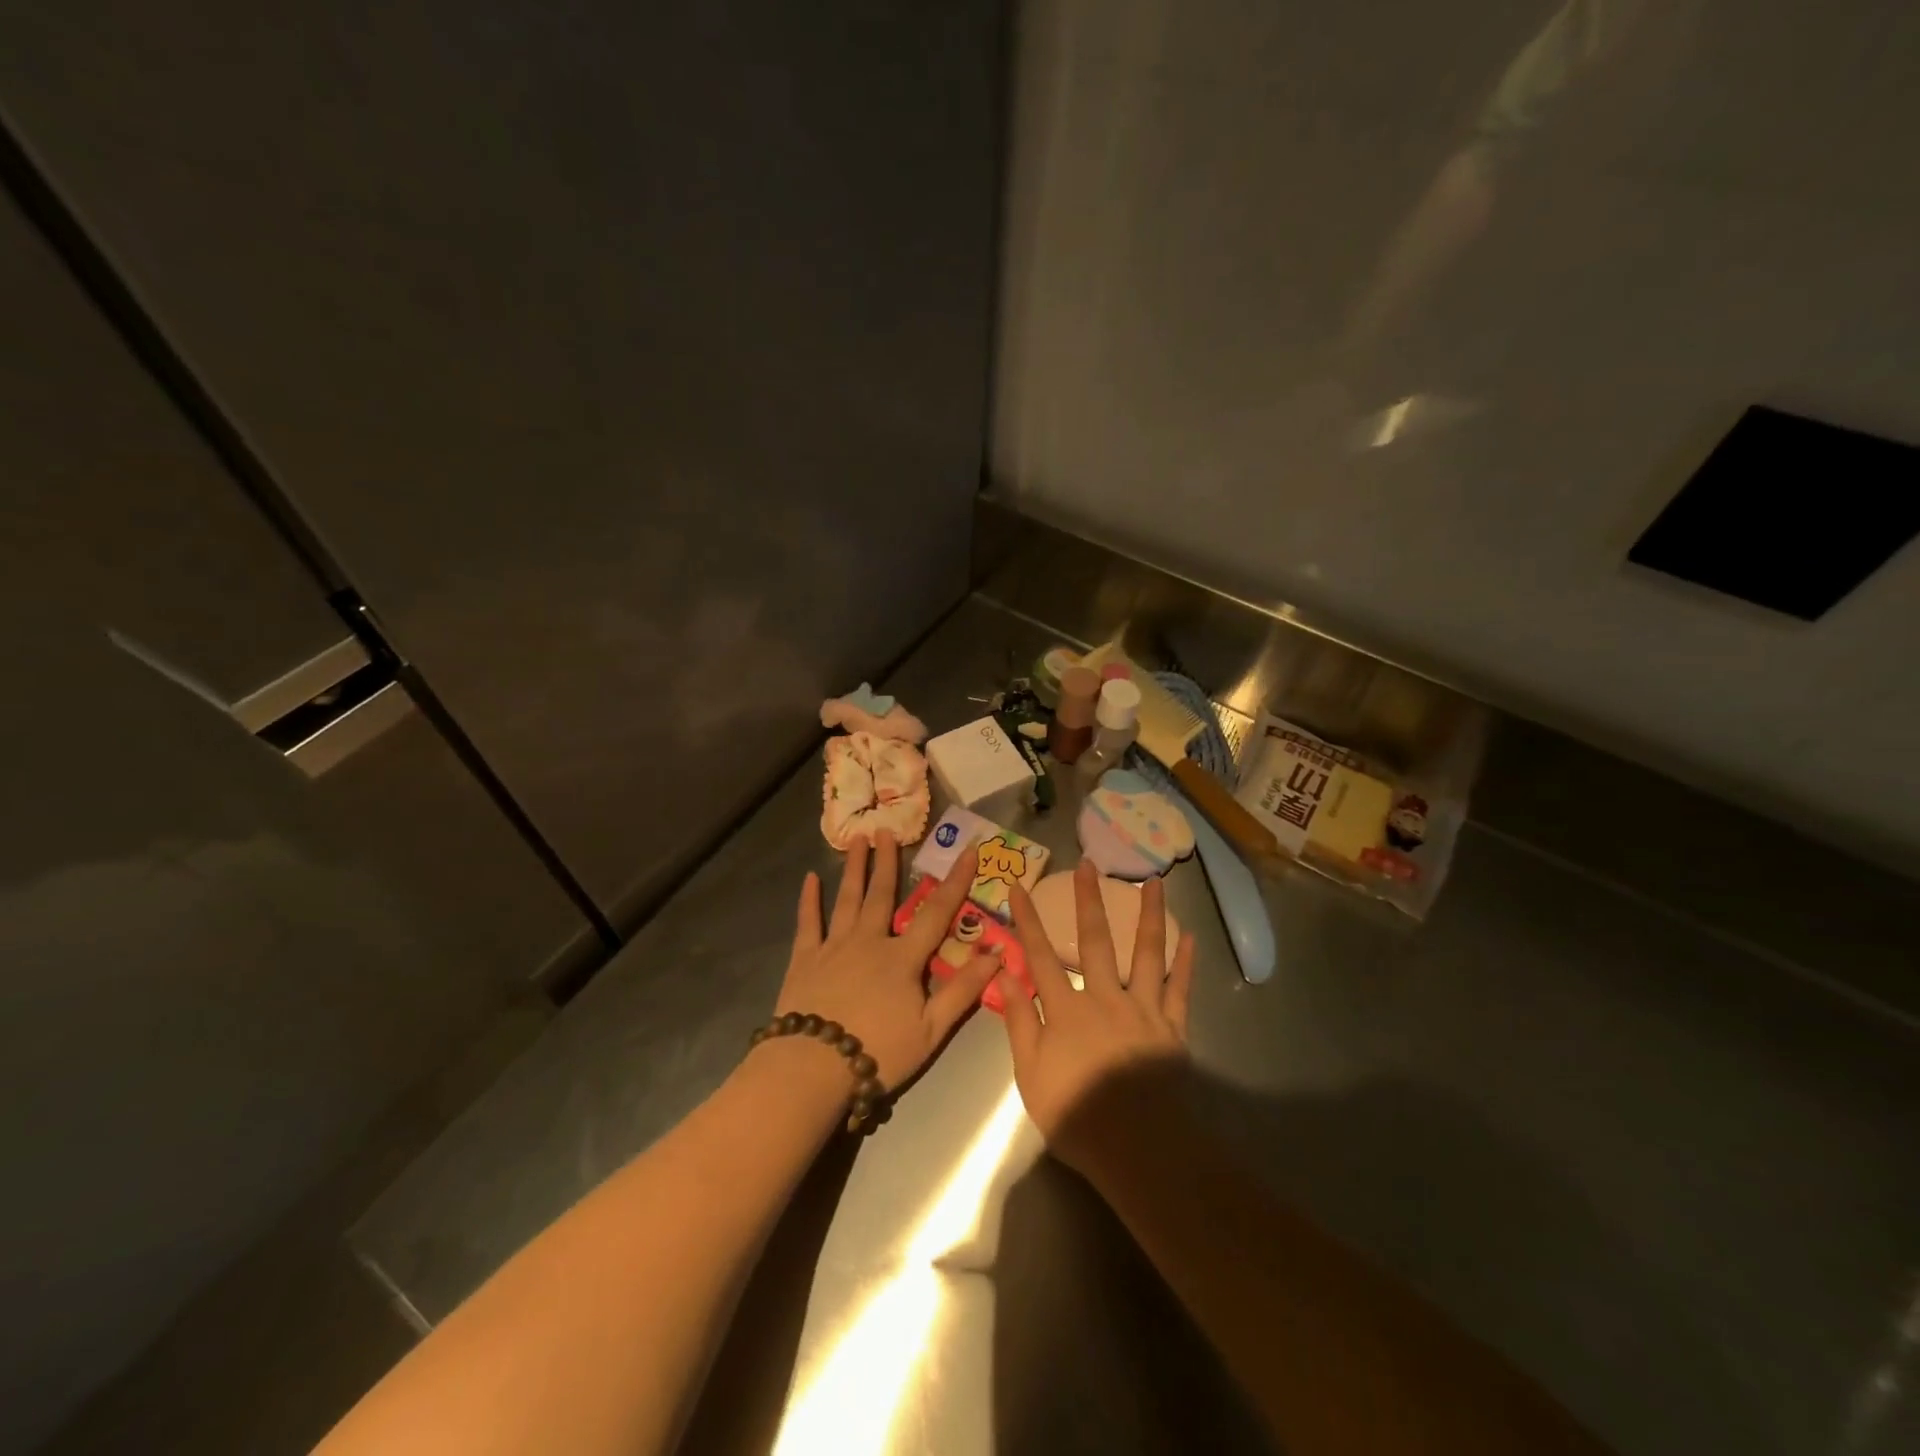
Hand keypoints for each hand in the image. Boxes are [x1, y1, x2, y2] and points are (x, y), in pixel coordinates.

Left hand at [775, 831, 998, 1090]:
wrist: (814, 1068)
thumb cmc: (878, 1052)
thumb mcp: (931, 1030)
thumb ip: (963, 991)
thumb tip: (998, 954)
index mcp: (903, 958)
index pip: (937, 912)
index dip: (956, 881)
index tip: (969, 850)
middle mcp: (870, 941)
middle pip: (882, 894)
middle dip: (888, 861)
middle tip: (887, 830)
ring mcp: (834, 947)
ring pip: (847, 899)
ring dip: (854, 868)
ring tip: (857, 839)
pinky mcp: (805, 960)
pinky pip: (808, 923)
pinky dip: (809, 900)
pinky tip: (810, 879)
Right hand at [1002, 860, 1195, 1176]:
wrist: (1138, 1148)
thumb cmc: (1076, 1115)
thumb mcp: (1030, 1074)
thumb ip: (1018, 1021)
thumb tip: (1005, 974)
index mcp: (1065, 1009)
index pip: (1039, 955)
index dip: (1026, 920)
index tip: (1017, 885)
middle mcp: (1104, 997)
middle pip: (1095, 940)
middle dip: (1090, 900)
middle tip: (1091, 864)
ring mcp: (1143, 1009)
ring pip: (1147, 952)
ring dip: (1149, 914)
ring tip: (1154, 881)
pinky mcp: (1173, 1027)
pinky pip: (1180, 988)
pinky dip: (1185, 962)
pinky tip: (1191, 937)